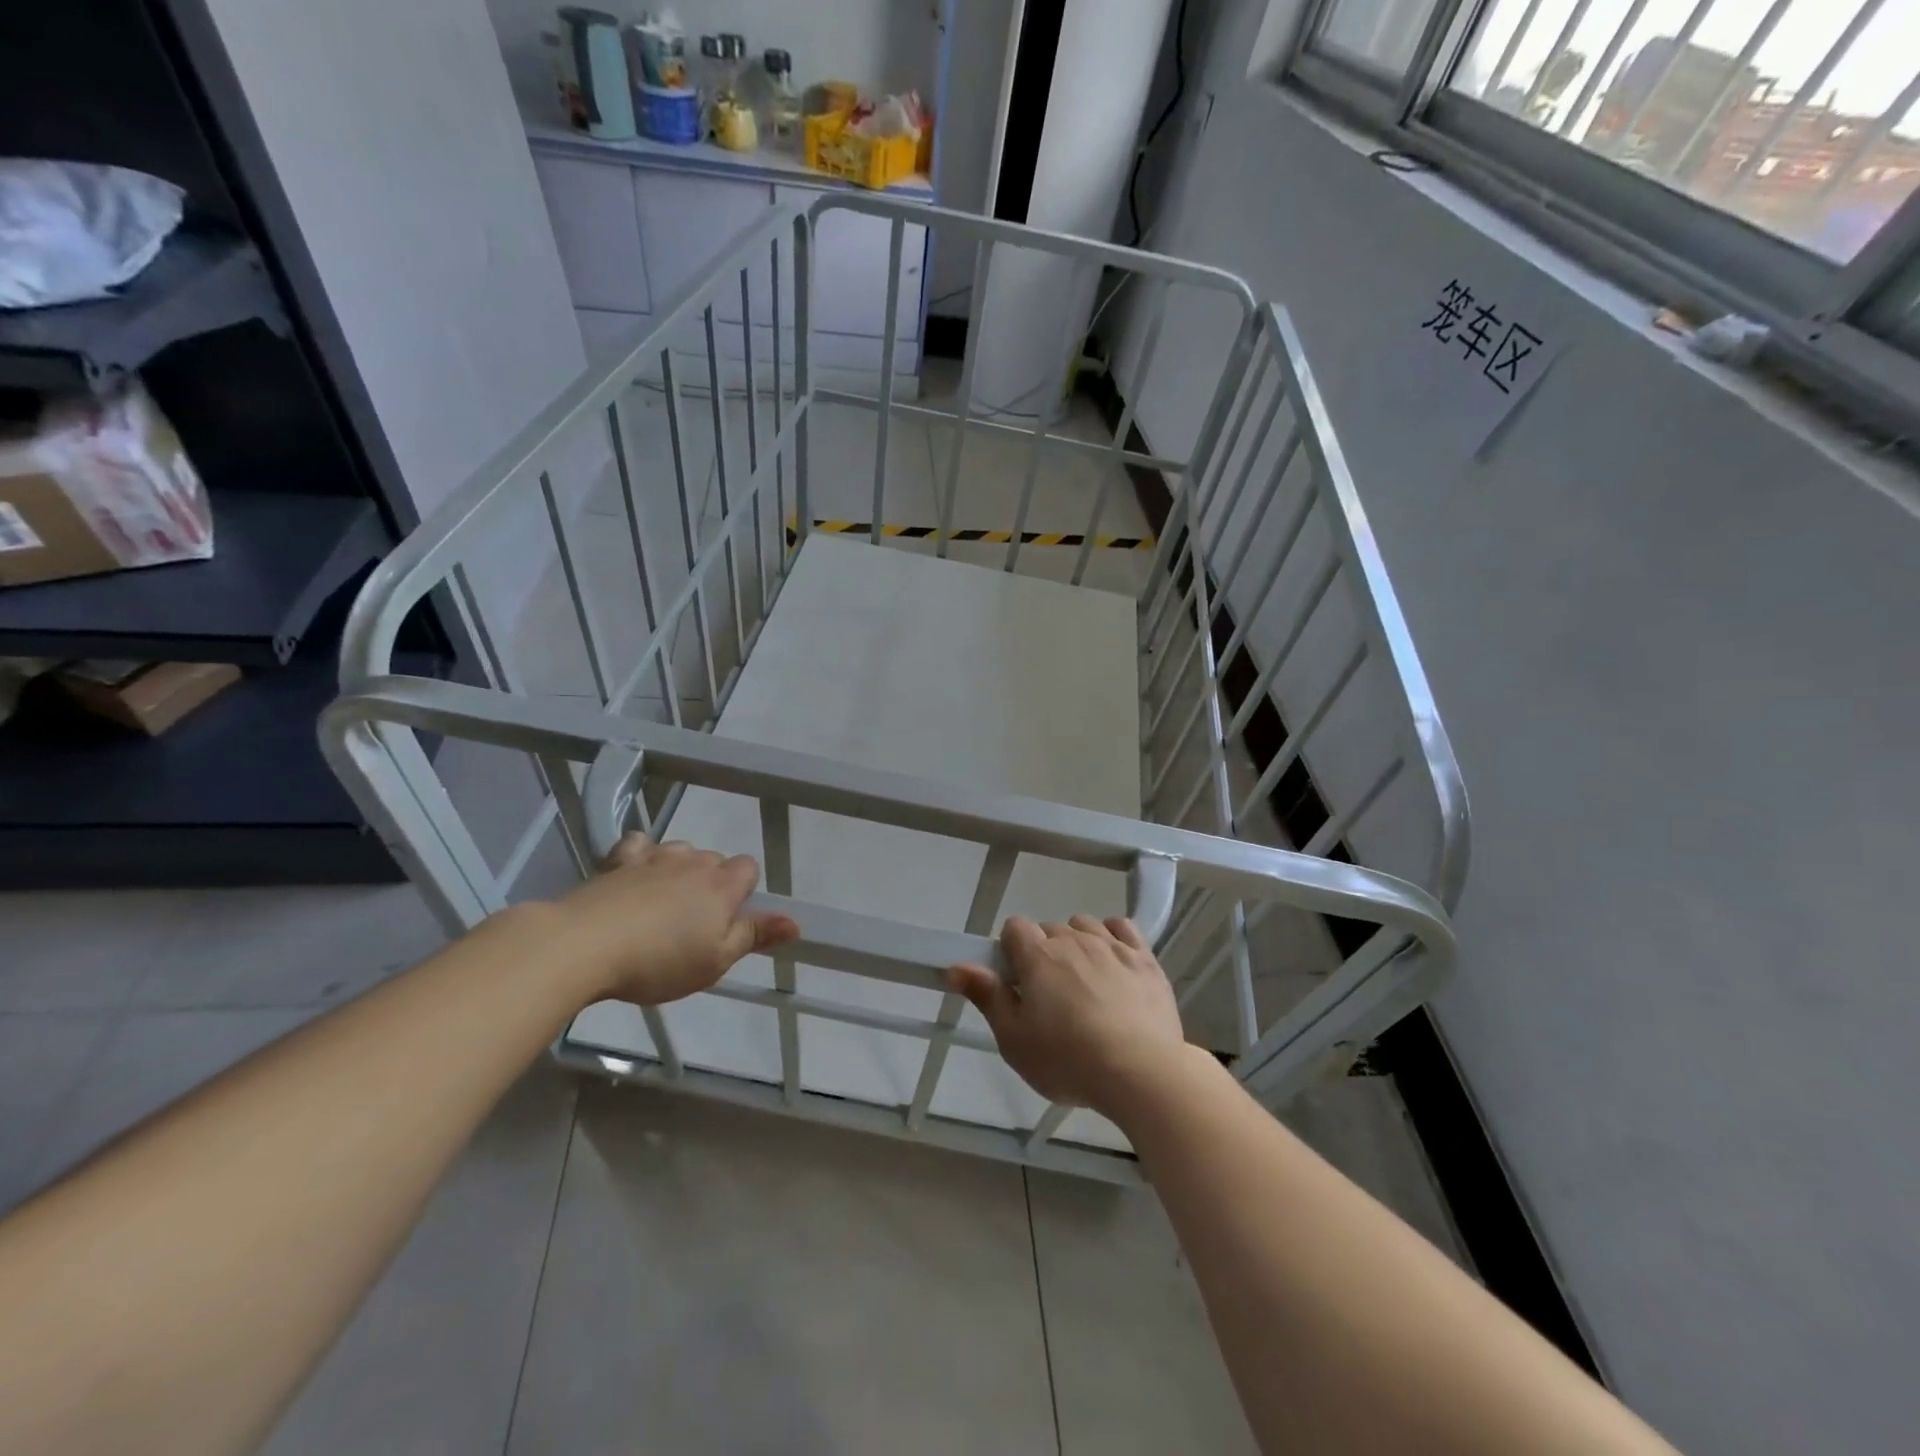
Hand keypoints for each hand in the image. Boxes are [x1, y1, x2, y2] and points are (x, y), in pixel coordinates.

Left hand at [555, 836, 798, 1005]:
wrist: (584, 945)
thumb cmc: (659, 960)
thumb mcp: (715, 961)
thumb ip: (755, 936)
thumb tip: (796, 922)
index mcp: (721, 886)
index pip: (749, 867)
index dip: (743, 890)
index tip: (727, 919)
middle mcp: (693, 862)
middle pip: (714, 860)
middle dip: (711, 882)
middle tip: (693, 923)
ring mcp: (654, 857)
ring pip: (680, 851)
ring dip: (678, 870)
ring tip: (662, 904)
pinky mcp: (617, 861)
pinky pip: (638, 845)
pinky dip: (641, 855)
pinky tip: (633, 875)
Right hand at [948, 915, 1189, 1118]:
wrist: (1141, 1072)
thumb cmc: (1068, 1060)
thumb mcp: (1014, 1039)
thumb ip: (986, 996)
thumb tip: (954, 966)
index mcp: (1038, 956)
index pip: (1014, 927)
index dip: (1011, 951)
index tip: (1016, 982)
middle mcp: (1073, 940)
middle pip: (1049, 929)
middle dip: (1044, 953)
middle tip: (1049, 996)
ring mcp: (1112, 946)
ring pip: (1084, 926)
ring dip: (1077, 943)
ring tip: (1083, 983)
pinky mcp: (1144, 958)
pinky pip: (1122, 927)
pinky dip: (1112, 937)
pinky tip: (1112, 961)